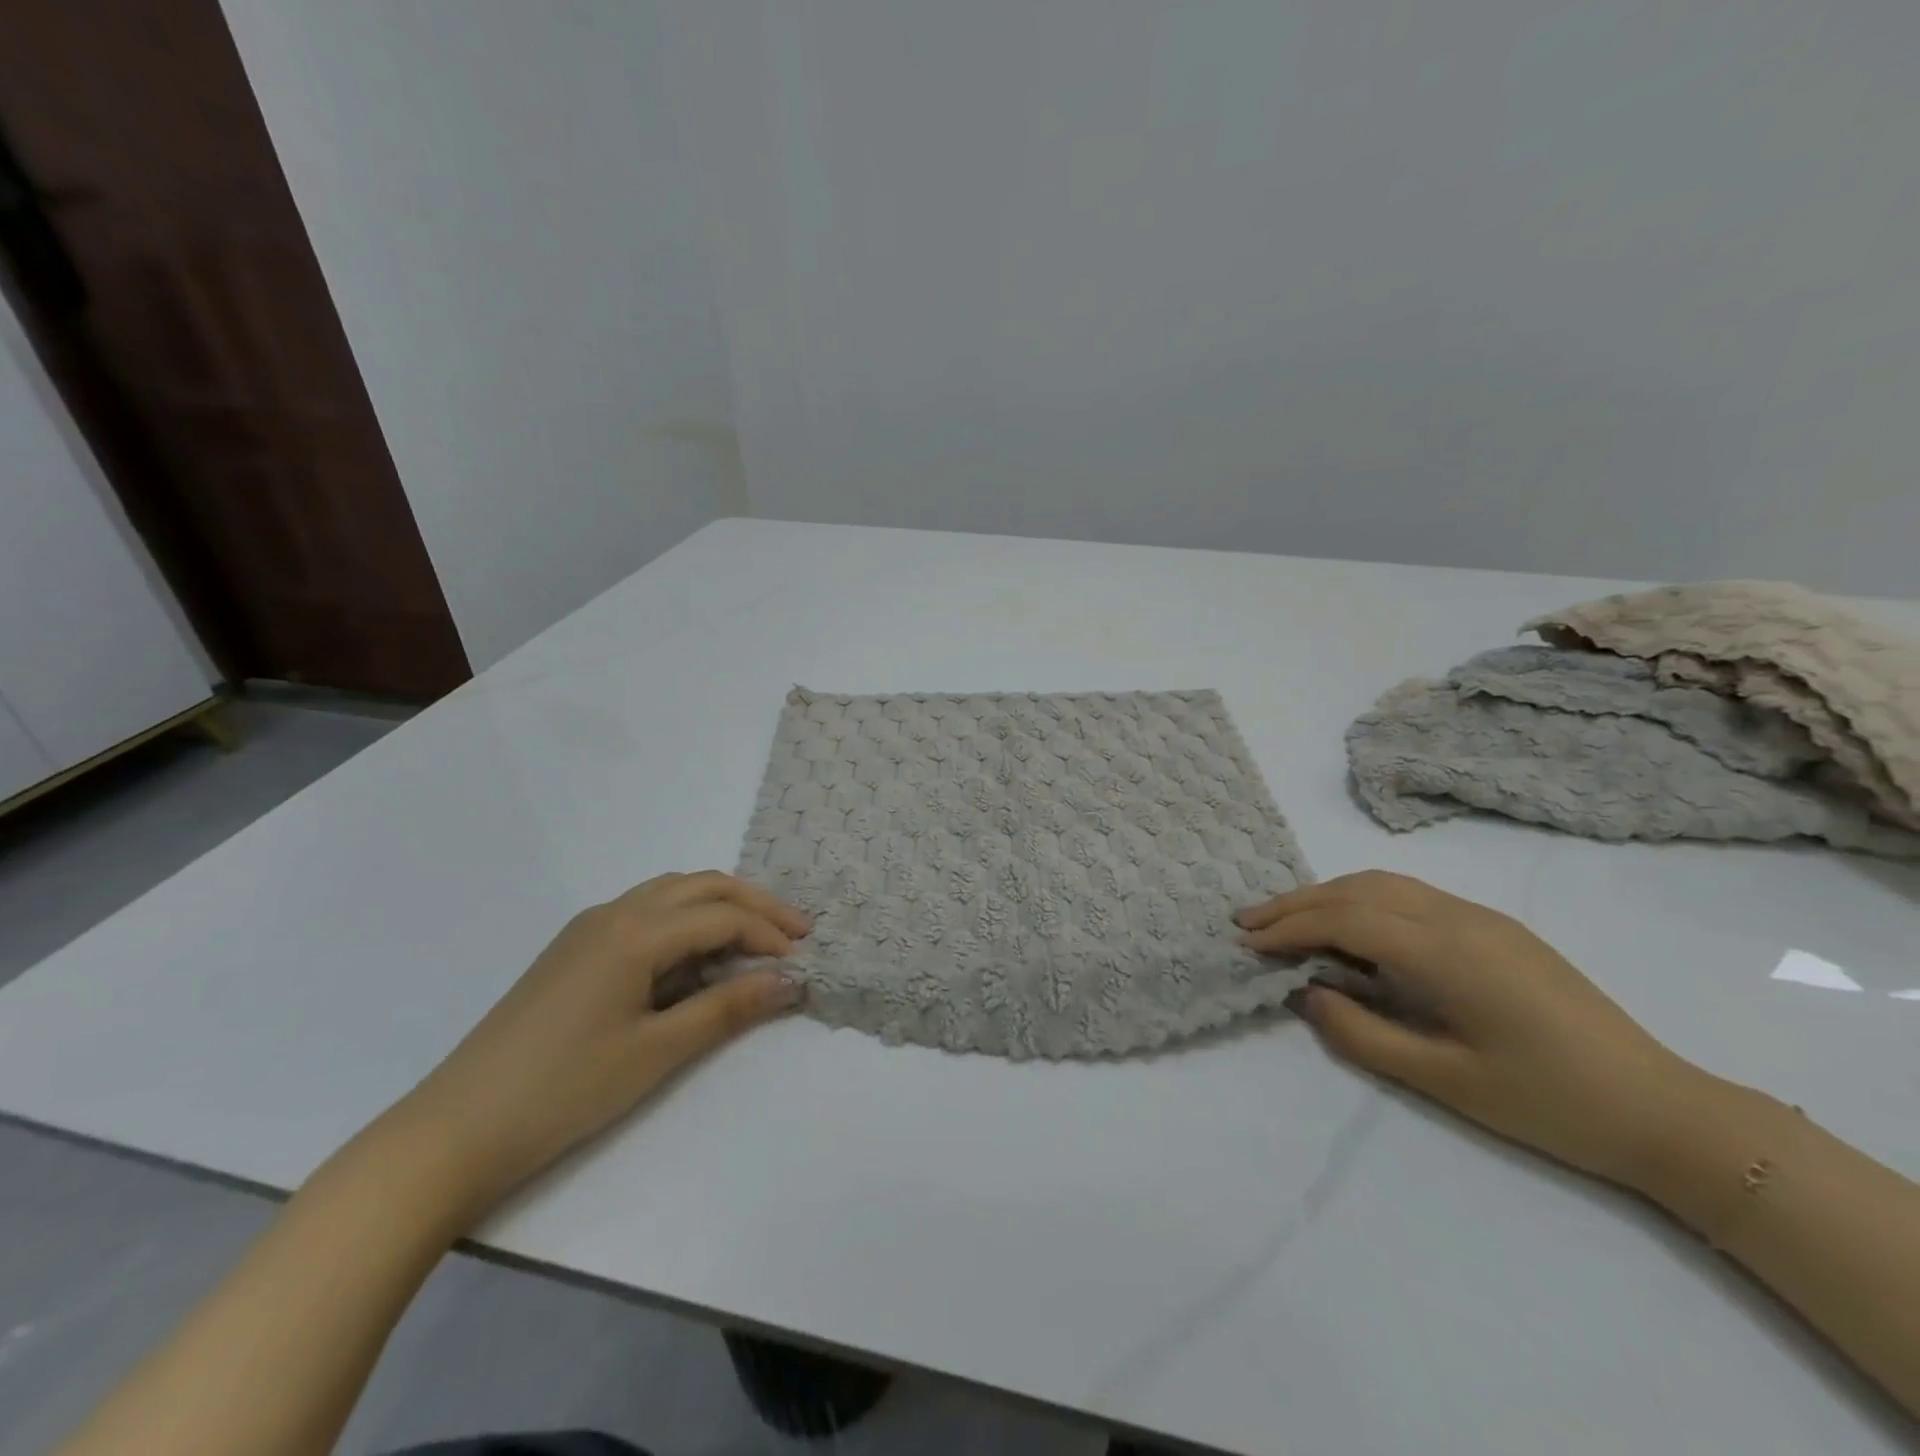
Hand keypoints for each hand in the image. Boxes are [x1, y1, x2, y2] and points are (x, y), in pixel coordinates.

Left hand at [390, 872, 807, 1220]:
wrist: (454, 1130)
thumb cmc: (564, 1090)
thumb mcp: (657, 1052)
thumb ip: (728, 1008)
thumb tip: (790, 982)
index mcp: (634, 932)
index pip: (721, 916)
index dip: (768, 933)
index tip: (802, 961)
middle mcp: (613, 913)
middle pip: (700, 887)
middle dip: (754, 904)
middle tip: (795, 931)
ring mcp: (588, 928)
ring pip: (671, 893)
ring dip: (719, 906)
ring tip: (754, 938)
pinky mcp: (573, 950)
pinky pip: (645, 913)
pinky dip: (685, 921)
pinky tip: (695, 956)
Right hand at [1238, 871, 1697, 1187]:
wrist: (1665, 1110)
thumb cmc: (1550, 1104)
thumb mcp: (1446, 1082)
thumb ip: (1363, 1034)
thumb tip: (1307, 994)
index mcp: (1446, 952)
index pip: (1345, 919)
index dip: (1289, 927)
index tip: (1246, 942)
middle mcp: (1458, 918)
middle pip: (1358, 890)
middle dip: (1297, 902)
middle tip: (1248, 921)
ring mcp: (1480, 918)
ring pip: (1384, 884)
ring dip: (1328, 895)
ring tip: (1287, 919)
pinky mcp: (1495, 929)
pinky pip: (1410, 896)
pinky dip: (1362, 900)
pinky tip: (1350, 928)